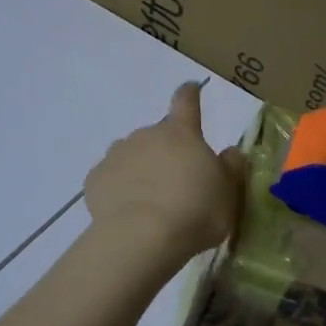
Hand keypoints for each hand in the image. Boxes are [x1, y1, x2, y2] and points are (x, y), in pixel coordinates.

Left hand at [85, 83, 247, 263]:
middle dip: (167, 153)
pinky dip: (119, 189)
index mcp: (181, 133)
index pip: (186, 102)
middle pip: (158, 136)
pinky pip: (111, 178)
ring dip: (141, 170)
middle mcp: (146, 135)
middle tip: (177, 185)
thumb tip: (230, 151)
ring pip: (132, 156)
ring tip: (150, 203)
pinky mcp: (95, 178)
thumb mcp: (229, 192)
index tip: (190, 89)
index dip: (190, 94)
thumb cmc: (196, 211)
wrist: (141, 237)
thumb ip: (231, 167)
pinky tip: (127, 212)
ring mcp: (117, 154)